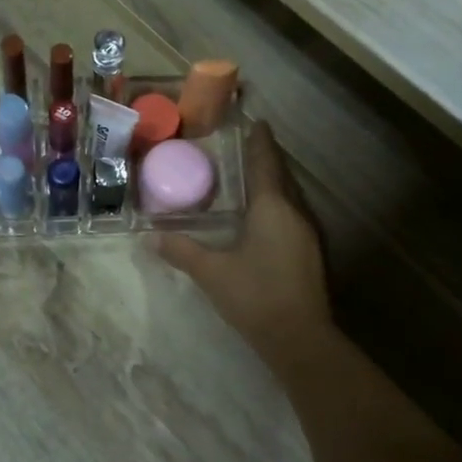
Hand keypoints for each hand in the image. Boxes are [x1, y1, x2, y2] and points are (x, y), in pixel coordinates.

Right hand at [154, 121, 331, 354]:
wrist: (300, 339)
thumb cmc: (255, 296)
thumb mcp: (212, 272)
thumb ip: (182, 251)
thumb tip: (152, 237)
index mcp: (272, 208)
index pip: (266, 163)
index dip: (260, 142)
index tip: (257, 122)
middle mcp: (295, 213)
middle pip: (281, 177)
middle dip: (267, 159)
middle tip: (246, 146)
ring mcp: (307, 234)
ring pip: (289, 197)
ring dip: (273, 183)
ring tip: (251, 177)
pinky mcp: (310, 254)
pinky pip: (292, 215)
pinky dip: (277, 205)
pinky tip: (263, 217)